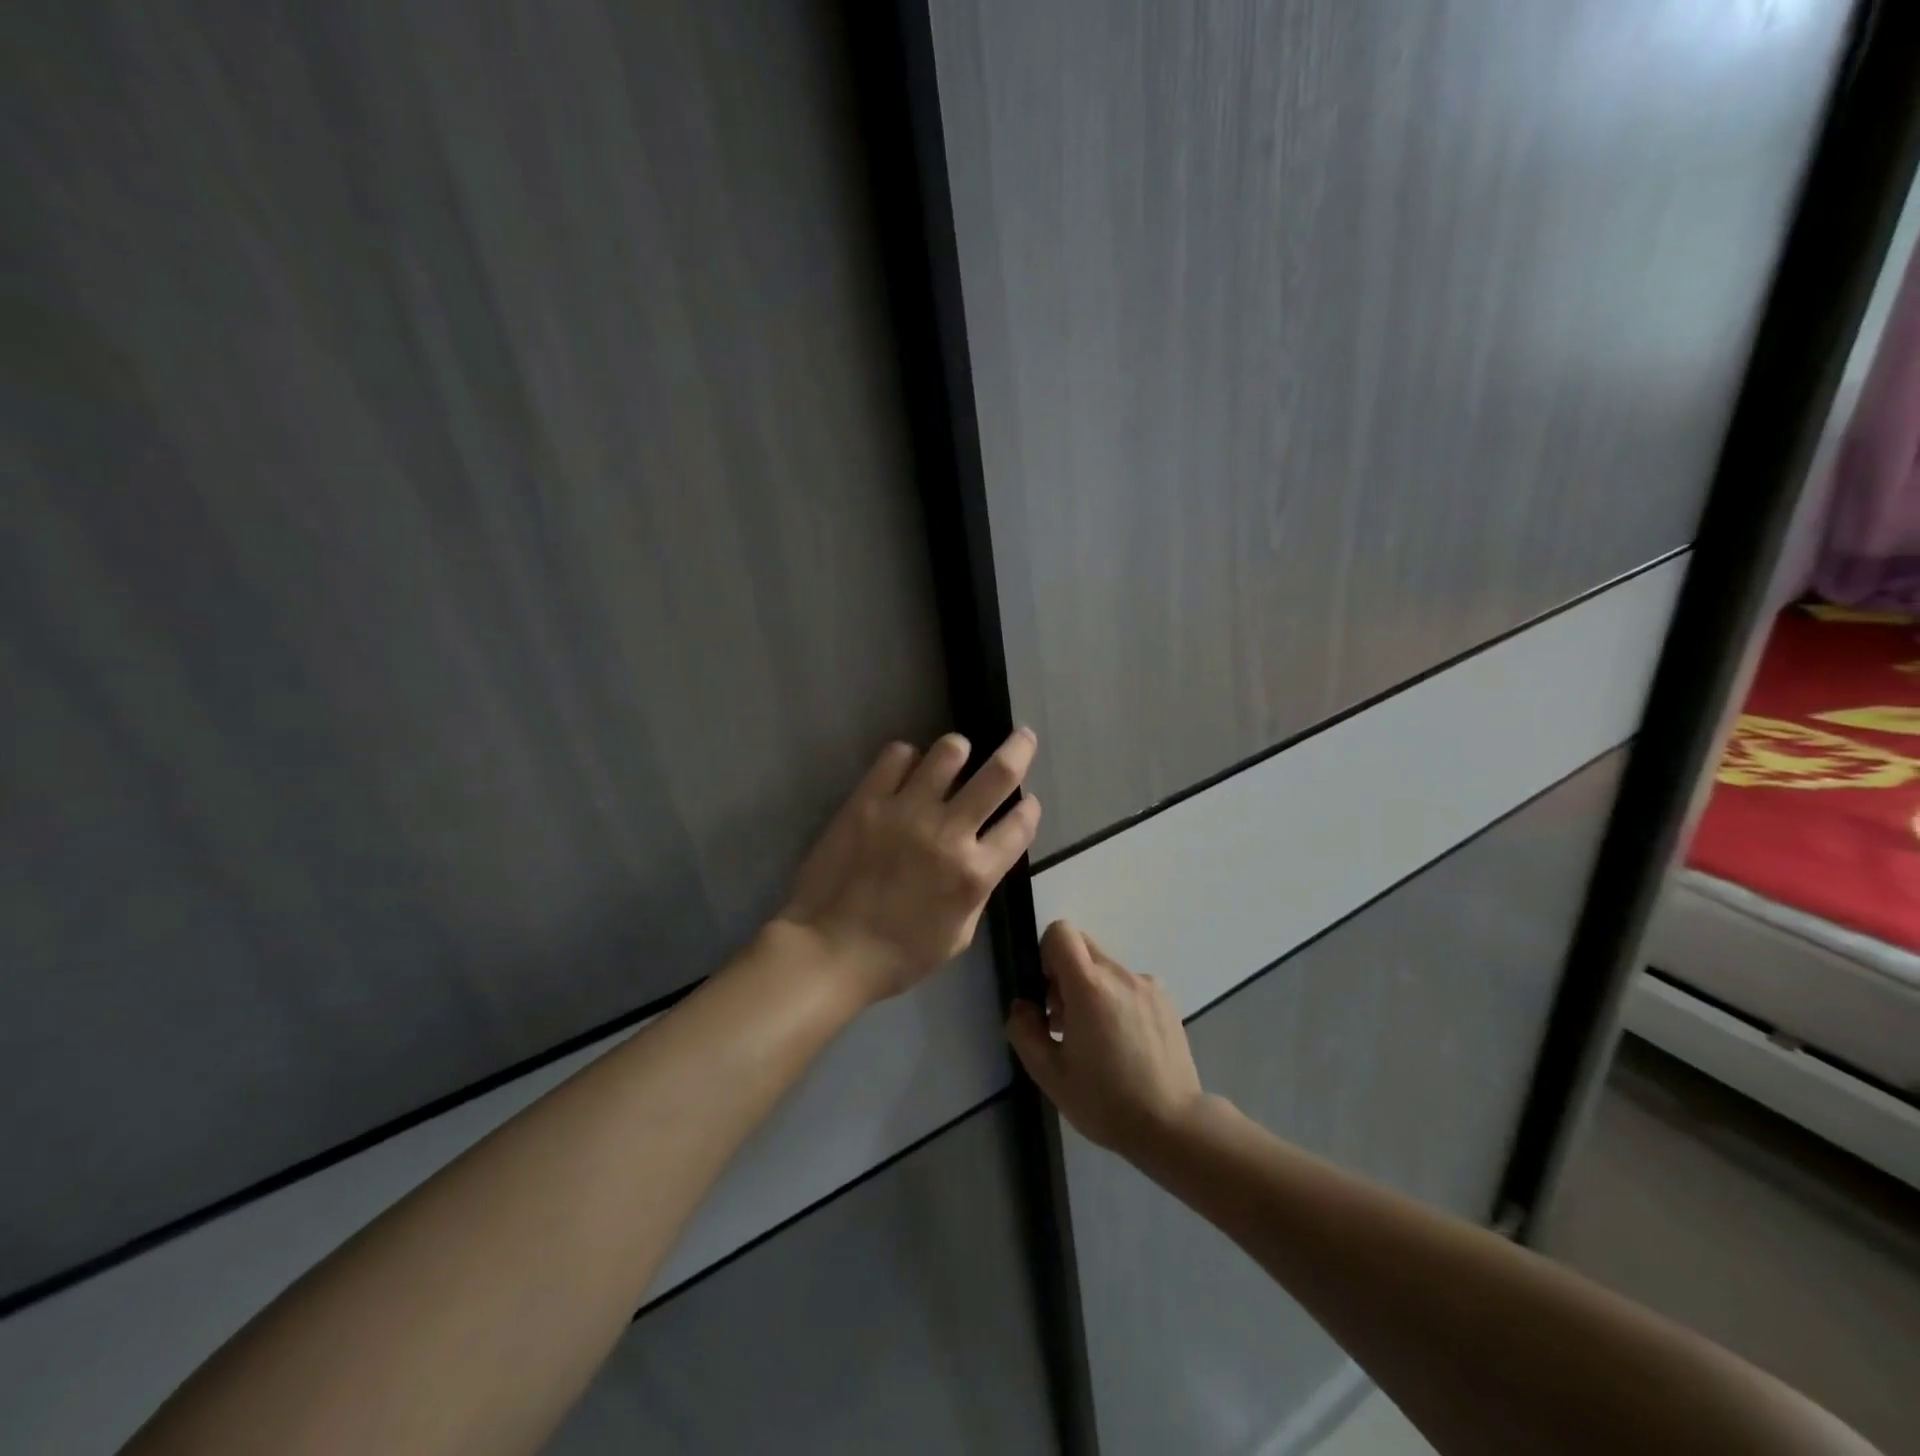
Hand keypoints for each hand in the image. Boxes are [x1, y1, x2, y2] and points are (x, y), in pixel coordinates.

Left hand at [775, 729, 1041, 1004]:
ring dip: (958, 750)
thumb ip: (977, 891)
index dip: (1030, 808)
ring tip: (954, 756)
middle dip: (1019, 749)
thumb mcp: (958, 936)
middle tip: (1023, 737)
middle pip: (1000, 773)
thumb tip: (983, 857)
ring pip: (949, 752)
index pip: (1021, 822)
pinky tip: (905, 771)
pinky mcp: (868, 800)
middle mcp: (948, 832)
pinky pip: (897, 755)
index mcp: (975, 873)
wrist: (829, 950)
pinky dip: (907, 758)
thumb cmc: (897, 955)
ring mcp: (906, 811)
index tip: (1026, 803)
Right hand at [1006, 921, 1205, 1157]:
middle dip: (1065, 973)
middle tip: (1065, 1019)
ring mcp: (1148, 985)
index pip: (1061, 932)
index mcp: (1090, 987)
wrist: (1173, 1126)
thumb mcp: (1050, 1075)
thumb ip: (1025, 1032)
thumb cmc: (1105, 1102)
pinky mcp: (1166, 1001)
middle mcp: (1120, 975)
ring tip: (1097, 1038)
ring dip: (1093, 990)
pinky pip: (1130, 985)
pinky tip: (1124, 1044)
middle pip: (1083, 946)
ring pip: (1106, 968)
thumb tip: (1023, 1006)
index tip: (1048, 992)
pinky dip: (1118, 1001)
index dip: (1046, 954)